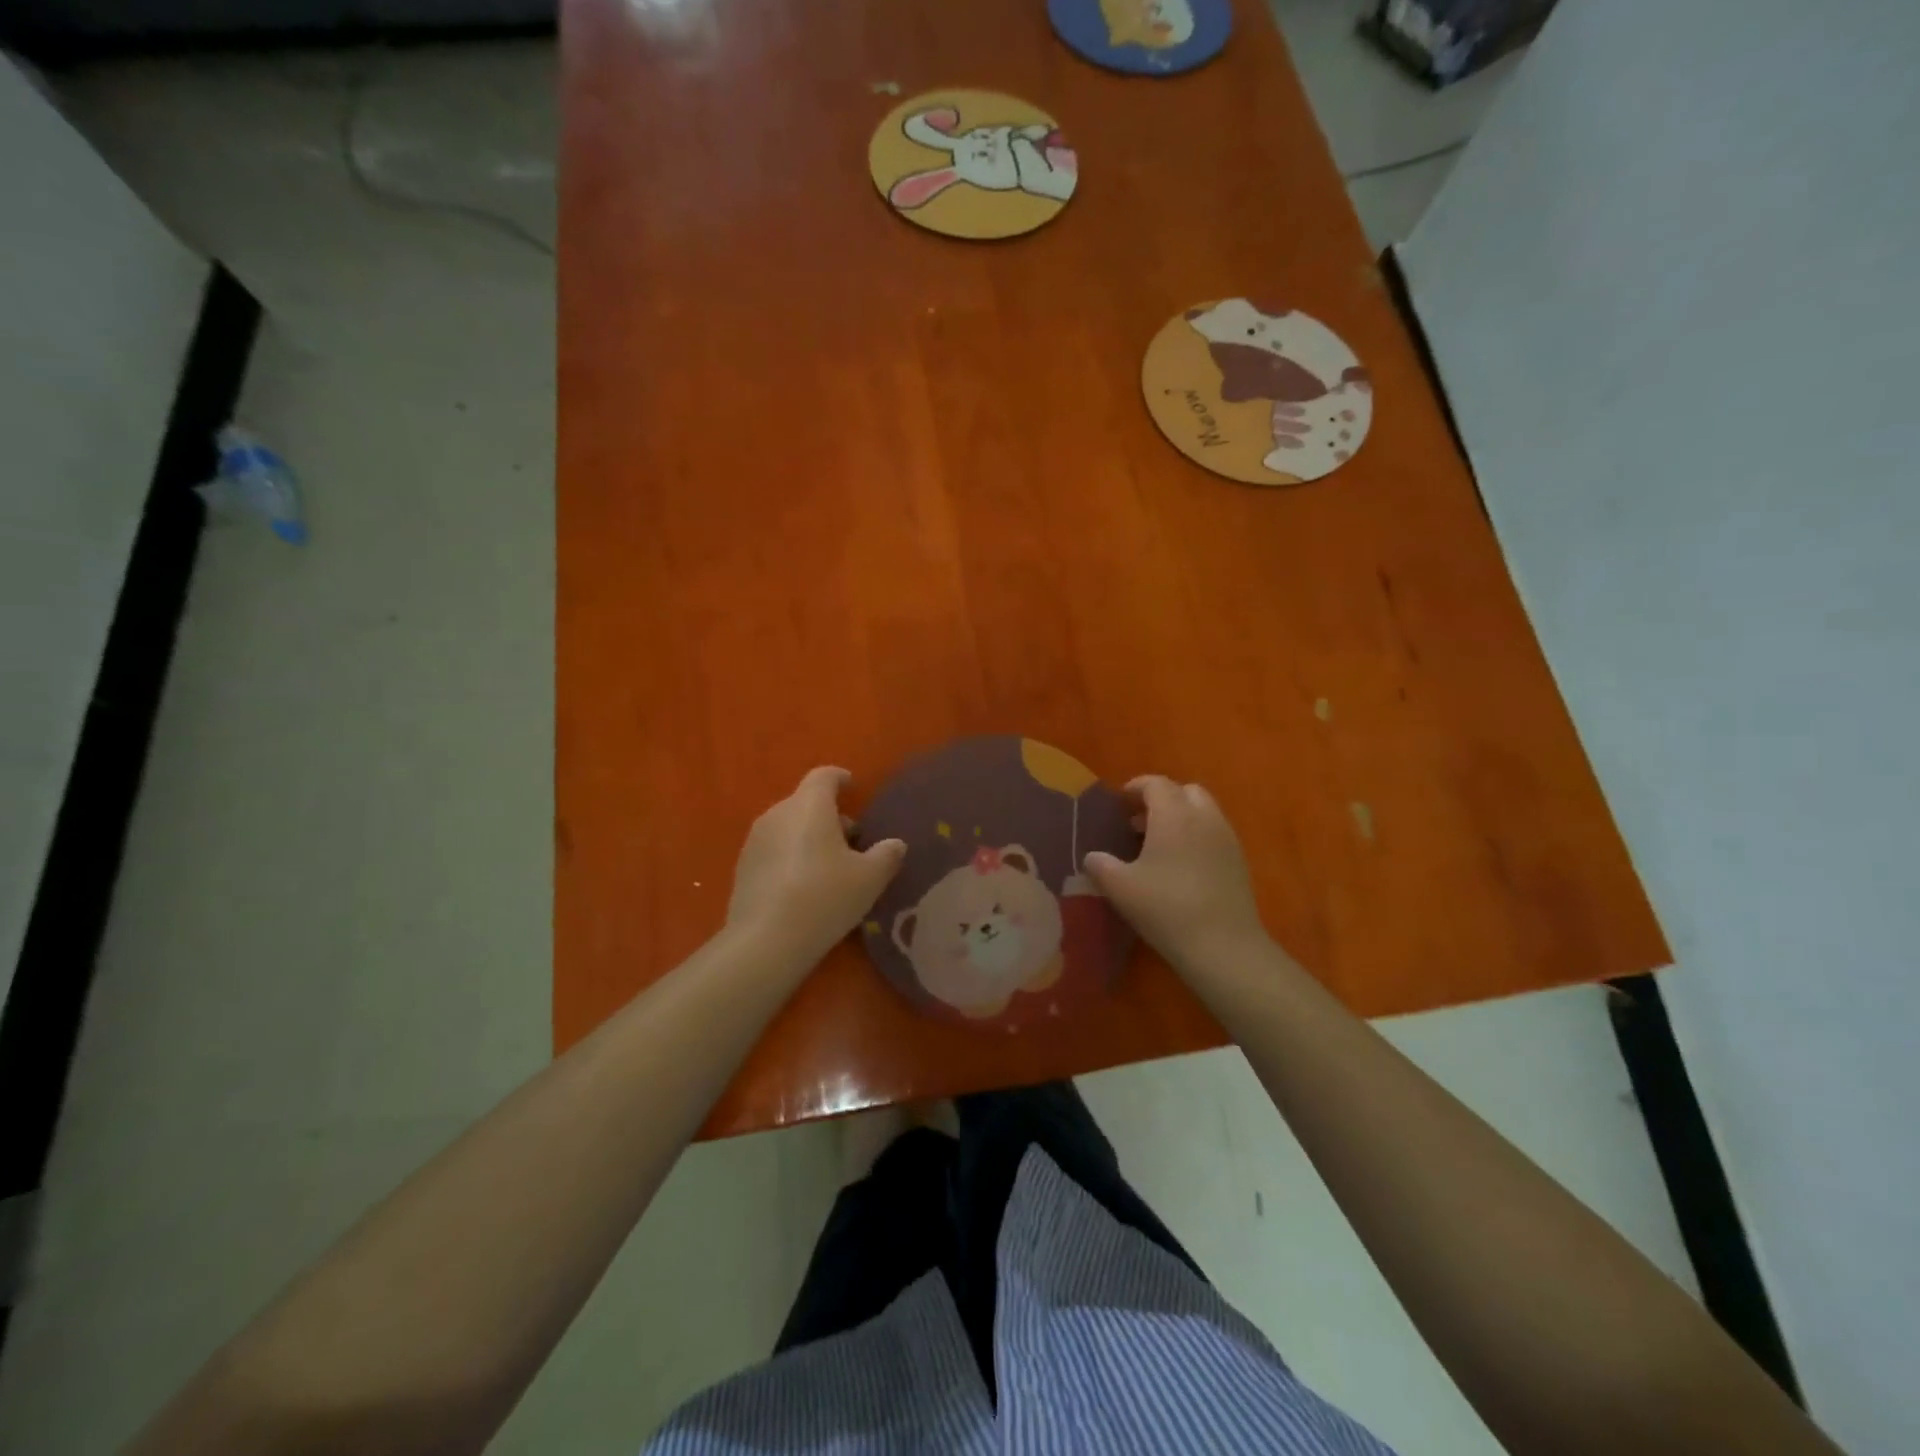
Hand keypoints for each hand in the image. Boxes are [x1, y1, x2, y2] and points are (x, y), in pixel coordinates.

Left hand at [727, 767, 905, 966]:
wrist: (765, 942)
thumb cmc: (824, 897)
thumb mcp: (869, 878)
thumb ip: (887, 855)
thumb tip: (895, 844)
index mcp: (809, 806)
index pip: (824, 776)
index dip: (841, 779)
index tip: (853, 786)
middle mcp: (778, 814)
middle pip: (806, 803)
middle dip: (830, 816)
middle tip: (853, 841)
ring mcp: (755, 841)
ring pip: (789, 827)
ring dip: (810, 837)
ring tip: (831, 867)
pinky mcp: (742, 868)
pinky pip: (774, 850)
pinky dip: (791, 857)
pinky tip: (804, 887)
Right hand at [1084, 776, 1270, 974]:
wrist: (1223, 946)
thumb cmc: (1166, 908)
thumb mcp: (1120, 888)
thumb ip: (1100, 865)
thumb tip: (1092, 857)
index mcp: (1174, 814)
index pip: (1156, 784)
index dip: (1135, 788)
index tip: (1119, 803)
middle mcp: (1204, 817)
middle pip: (1185, 791)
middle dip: (1162, 799)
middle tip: (1139, 822)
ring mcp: (1227, 839)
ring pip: (1204, 812)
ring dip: (1181, 817)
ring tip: (1159, 845)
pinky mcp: (1239, 861)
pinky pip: (1215, 834)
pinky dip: (1197, 836)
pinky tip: (1181, 866)